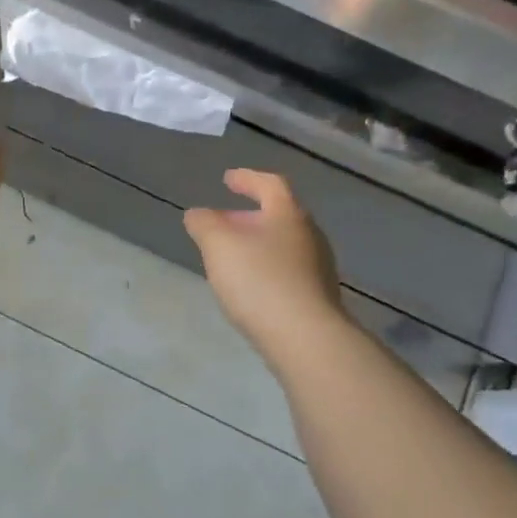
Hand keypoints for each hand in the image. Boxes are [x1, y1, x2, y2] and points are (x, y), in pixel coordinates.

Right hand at [184, 169, 345, 359]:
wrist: (305, 338)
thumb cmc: (259, 280)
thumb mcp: (218, 245)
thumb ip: (204, 224)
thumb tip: (198, 214)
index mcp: (288, 214)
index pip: (269, 184)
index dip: (247, 179)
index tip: (227, 179)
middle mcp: (310, 235)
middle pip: (278, 215)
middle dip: (248, 216)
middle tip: (222, 223)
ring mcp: (318, 268)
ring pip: (283, 245)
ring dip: (257, 244)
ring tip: (231, 257)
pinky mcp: (318, 297)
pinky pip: (287, 271)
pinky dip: (266, 269)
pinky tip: (250, 287)